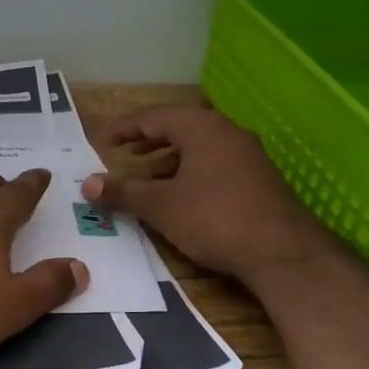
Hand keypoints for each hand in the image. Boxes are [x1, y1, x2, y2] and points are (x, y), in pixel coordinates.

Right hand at [82, 107, 331, 285]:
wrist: (281, 251)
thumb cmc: (214, 218)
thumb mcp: (161, 206)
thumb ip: (123, 192)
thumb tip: (87, 183)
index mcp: (202, 128)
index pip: (156, 116)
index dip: (126, 128)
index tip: (105, 140)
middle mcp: (227, 132)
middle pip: (180, 129)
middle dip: (149, 143)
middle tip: (124, 155)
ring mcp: (247, 156)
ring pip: (198, 150)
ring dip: (168, 163)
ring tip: (146, 182)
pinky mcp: (257, 180)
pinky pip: (214, 166)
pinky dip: (190, 175)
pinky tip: (180, 199)